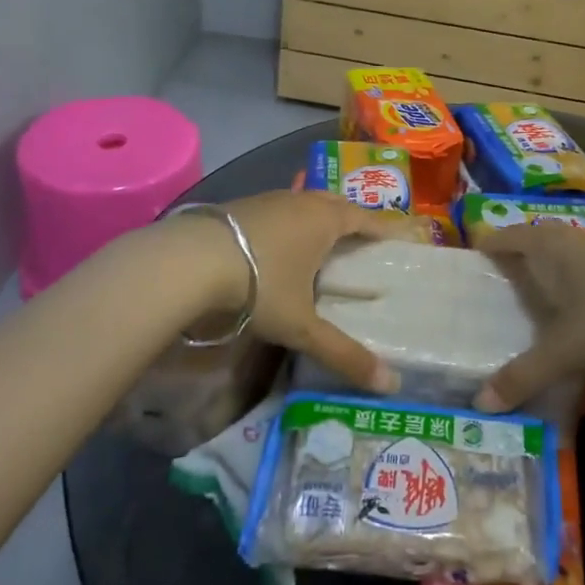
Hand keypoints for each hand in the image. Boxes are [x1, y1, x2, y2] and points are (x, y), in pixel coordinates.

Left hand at [222, 191, 411, 393]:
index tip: (395, 239)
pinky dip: (286, 222)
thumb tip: (390, 385)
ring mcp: (266, 199)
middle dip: (350, 218)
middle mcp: (299, 202)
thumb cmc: (259, 285)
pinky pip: (275, 209)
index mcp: (324, 220)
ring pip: (302, 202)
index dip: (381, 229)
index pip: (364, 218)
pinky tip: (275, 243)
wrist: (189, 260)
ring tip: (320, 239)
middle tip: (361, 238)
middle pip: (334, 203)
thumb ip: (343, 353)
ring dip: (315, 217)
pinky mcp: (237, 205)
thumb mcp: (302, 325)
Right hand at [472, 225, 584, 411]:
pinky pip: (581, 268)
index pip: (502, 237)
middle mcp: (569, 239)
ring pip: (559, 254)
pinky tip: (572, 311)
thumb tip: (479, 403)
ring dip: (542, 271)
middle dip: (510, 261)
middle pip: (530, 241)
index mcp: (546, 246)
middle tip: (491, 290)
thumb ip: (522, 376)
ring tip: (527, 302)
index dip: (482, 249)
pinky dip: (568, 283)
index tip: (465, 271)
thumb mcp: (564, 351)